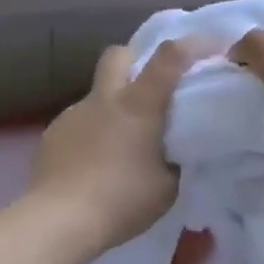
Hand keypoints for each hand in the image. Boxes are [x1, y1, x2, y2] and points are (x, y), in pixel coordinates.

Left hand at [28, 39, 197, 257]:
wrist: (60, 219)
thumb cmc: (122, 201)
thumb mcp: (166, 186)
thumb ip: (172, 160)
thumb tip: (170, 153)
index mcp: (138, 105)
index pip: (169, 58)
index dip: (193, 44)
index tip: (212, 45)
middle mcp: (103, 100)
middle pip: (118, 54)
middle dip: (136, 59)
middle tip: (149, 85)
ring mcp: (72, 115)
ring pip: (96, 95)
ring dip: (112, 107)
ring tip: (120, 144)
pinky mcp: (51, 135)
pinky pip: (79, 124)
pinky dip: (91, 134)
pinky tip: (92, 164)